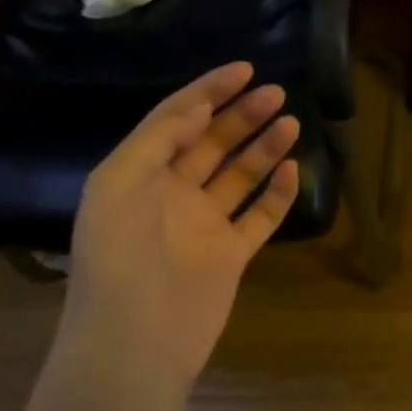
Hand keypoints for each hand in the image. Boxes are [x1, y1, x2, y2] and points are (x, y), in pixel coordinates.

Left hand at [58, 62, 299, 385]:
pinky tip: (292, 171)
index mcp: (140, 175)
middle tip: (275, 94)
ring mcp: (204, 225)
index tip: (244, 70)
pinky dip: (277, 193)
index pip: (176, 121)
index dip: (207, 92)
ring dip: (264, 147)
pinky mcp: (231, 254)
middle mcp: (172, 195)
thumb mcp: (119, 184)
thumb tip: (200, 108)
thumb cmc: (119, 257)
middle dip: (242, 115)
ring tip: (290, 123)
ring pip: (240, 176)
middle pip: (213, 144)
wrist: (134, 340)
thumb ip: (159, 139)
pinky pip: (260, 216)